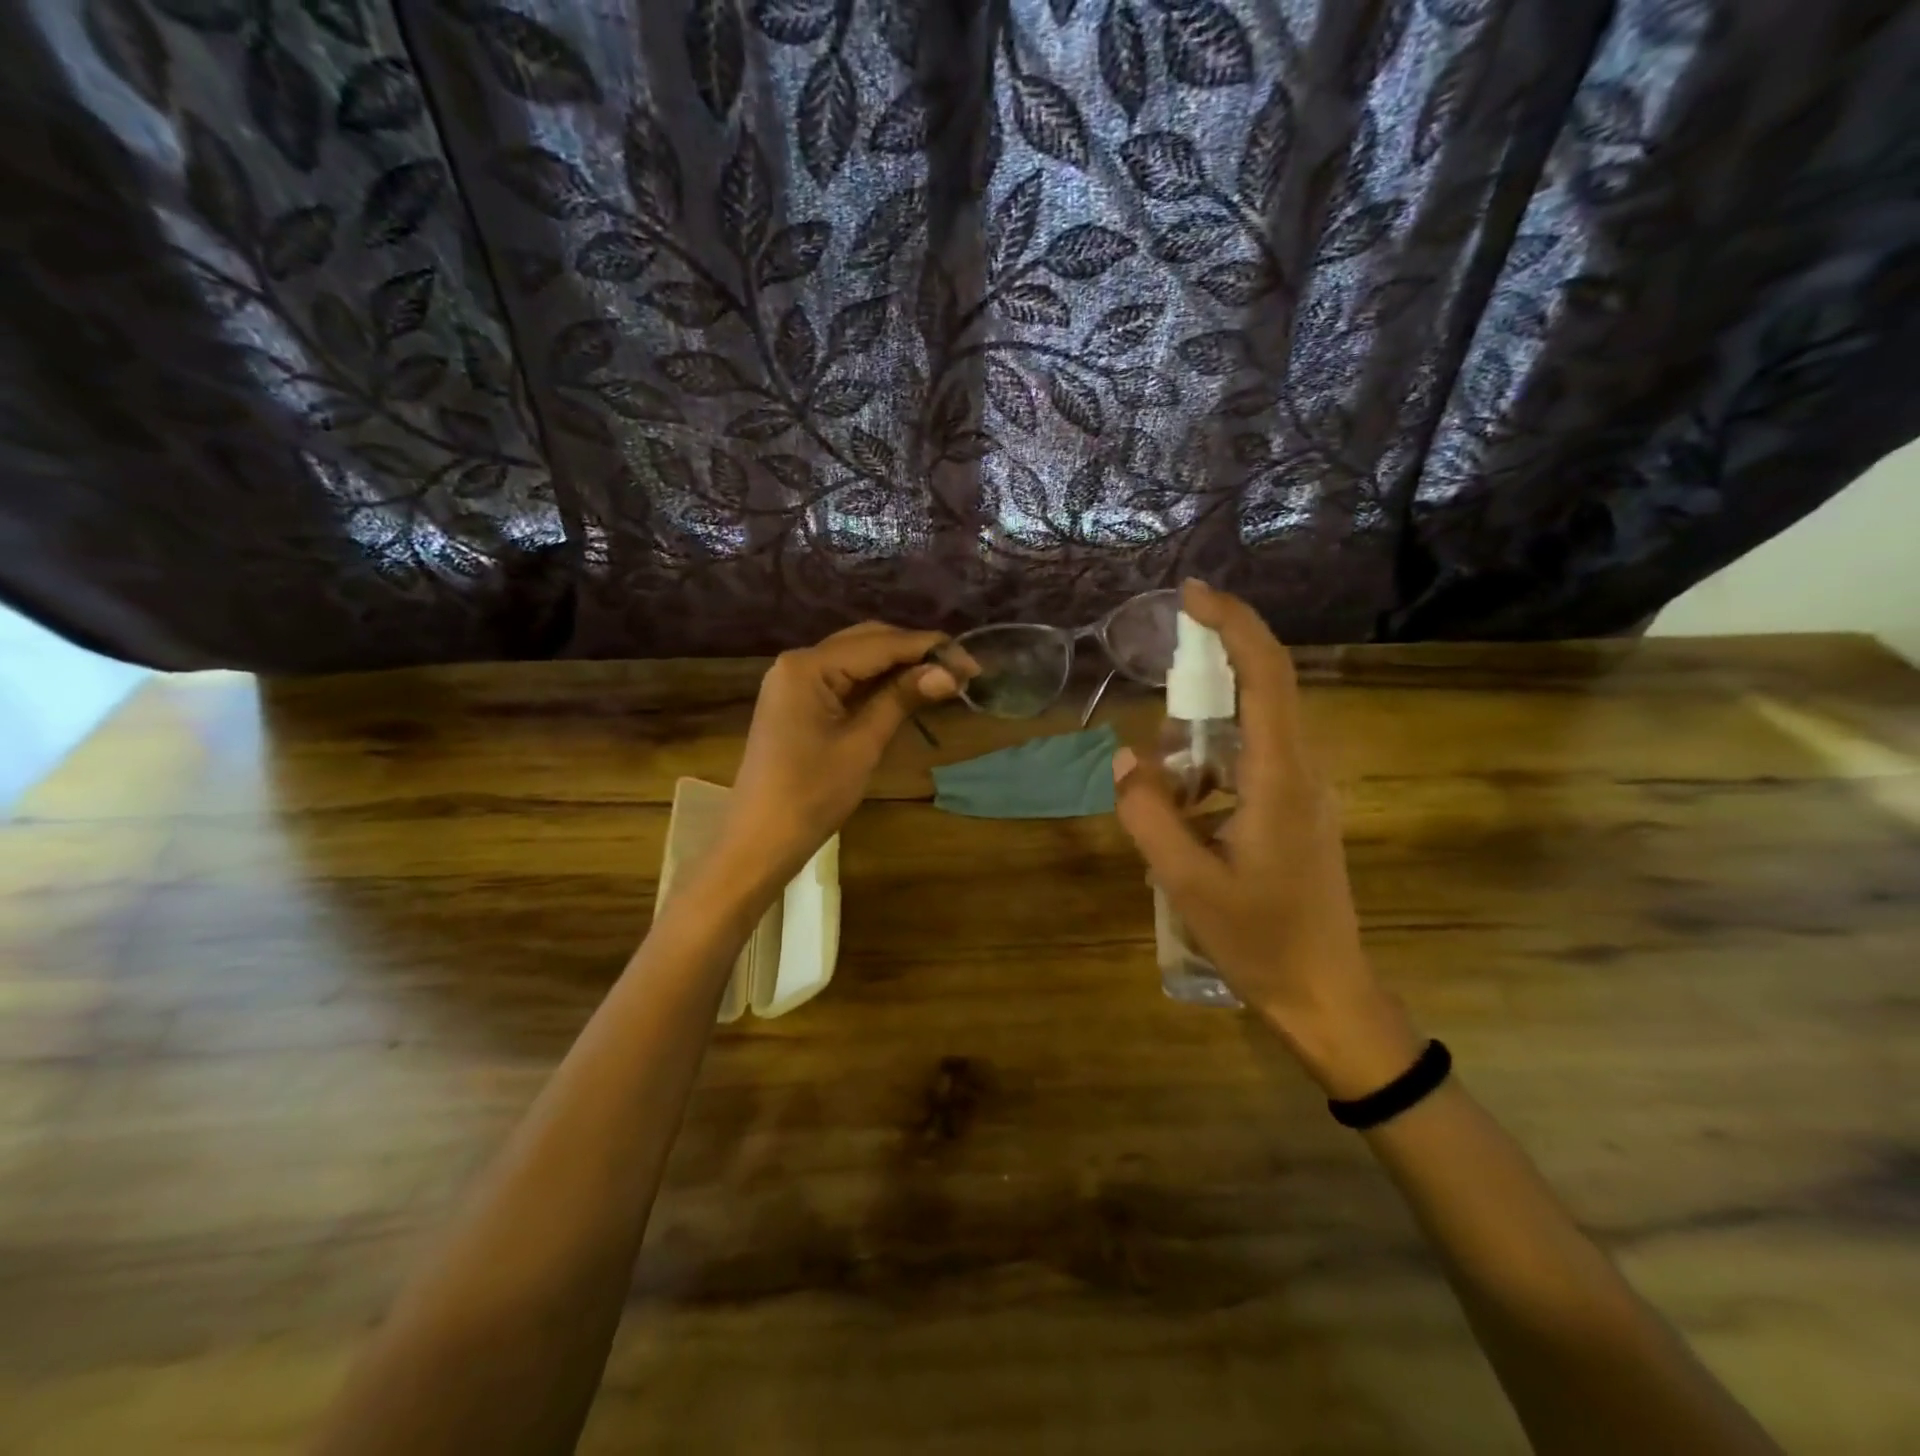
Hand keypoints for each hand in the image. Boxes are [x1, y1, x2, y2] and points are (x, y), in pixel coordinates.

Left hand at [720, 622, 962, 883]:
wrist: (759, 840)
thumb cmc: (811, 795)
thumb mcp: (862, 744)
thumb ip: (901, 699)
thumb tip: (949, 673)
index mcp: (808, 666)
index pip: (879, 643)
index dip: (928, 648)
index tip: (971, 660)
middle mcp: (798, 662)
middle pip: (866, 641)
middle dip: (914, 652)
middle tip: (960, 670)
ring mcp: (794, 681)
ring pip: (856, 658)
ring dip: (898, 665)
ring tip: (942, 677)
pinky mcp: (797, 701)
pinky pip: (843, 679)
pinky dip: (876, 681)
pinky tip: (907, 688)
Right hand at [1112, 581, 1421, 1096]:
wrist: (1325, 993)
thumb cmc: (1261, 940)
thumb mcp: (1187, 882)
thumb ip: (1148, 815)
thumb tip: (1124, 758)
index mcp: (1281, 778)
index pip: (1267, 675)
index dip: (1233, 625)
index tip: (1192, 594)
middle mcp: (1301, 771)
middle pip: (1263, 688)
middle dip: (1211, 667)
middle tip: (1160, 675)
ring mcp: (1303, 791)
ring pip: (1252, 728)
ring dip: (1202, 732)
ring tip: (1166, 784)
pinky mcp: (1295, 810)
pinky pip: (1249, 762)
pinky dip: (1209, 764)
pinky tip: (1183, 808)